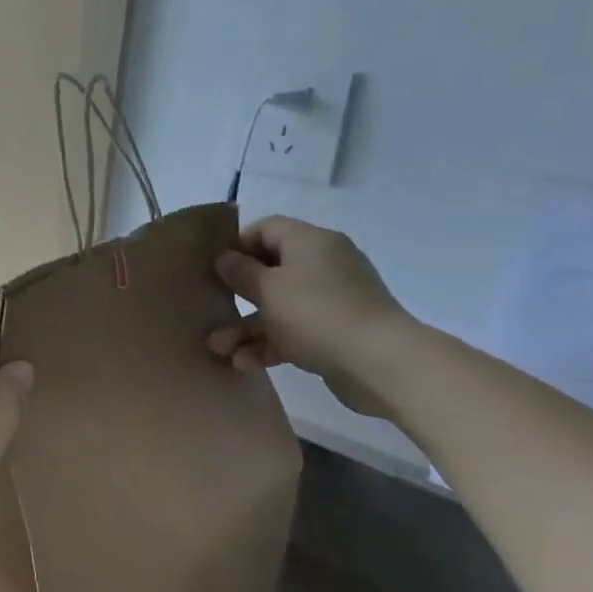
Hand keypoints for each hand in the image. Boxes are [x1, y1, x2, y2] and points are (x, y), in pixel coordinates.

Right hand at [207, 216, 414, 418]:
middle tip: (213, 308)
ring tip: (219, 349)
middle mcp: (323, 265)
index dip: (238, 244)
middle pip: (271, 270)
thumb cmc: (315, 313)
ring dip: (247, 327)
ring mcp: (333, 299)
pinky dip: (269, 344)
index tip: (215, 268)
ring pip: (279, 306)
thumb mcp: (267, 288)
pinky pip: (294, 330)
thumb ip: (241, 271)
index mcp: (310, 243)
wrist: (379, 362)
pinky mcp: (337, 331)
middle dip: (237, 294)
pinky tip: (244, 363)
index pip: (267, 228)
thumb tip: (226, 257)